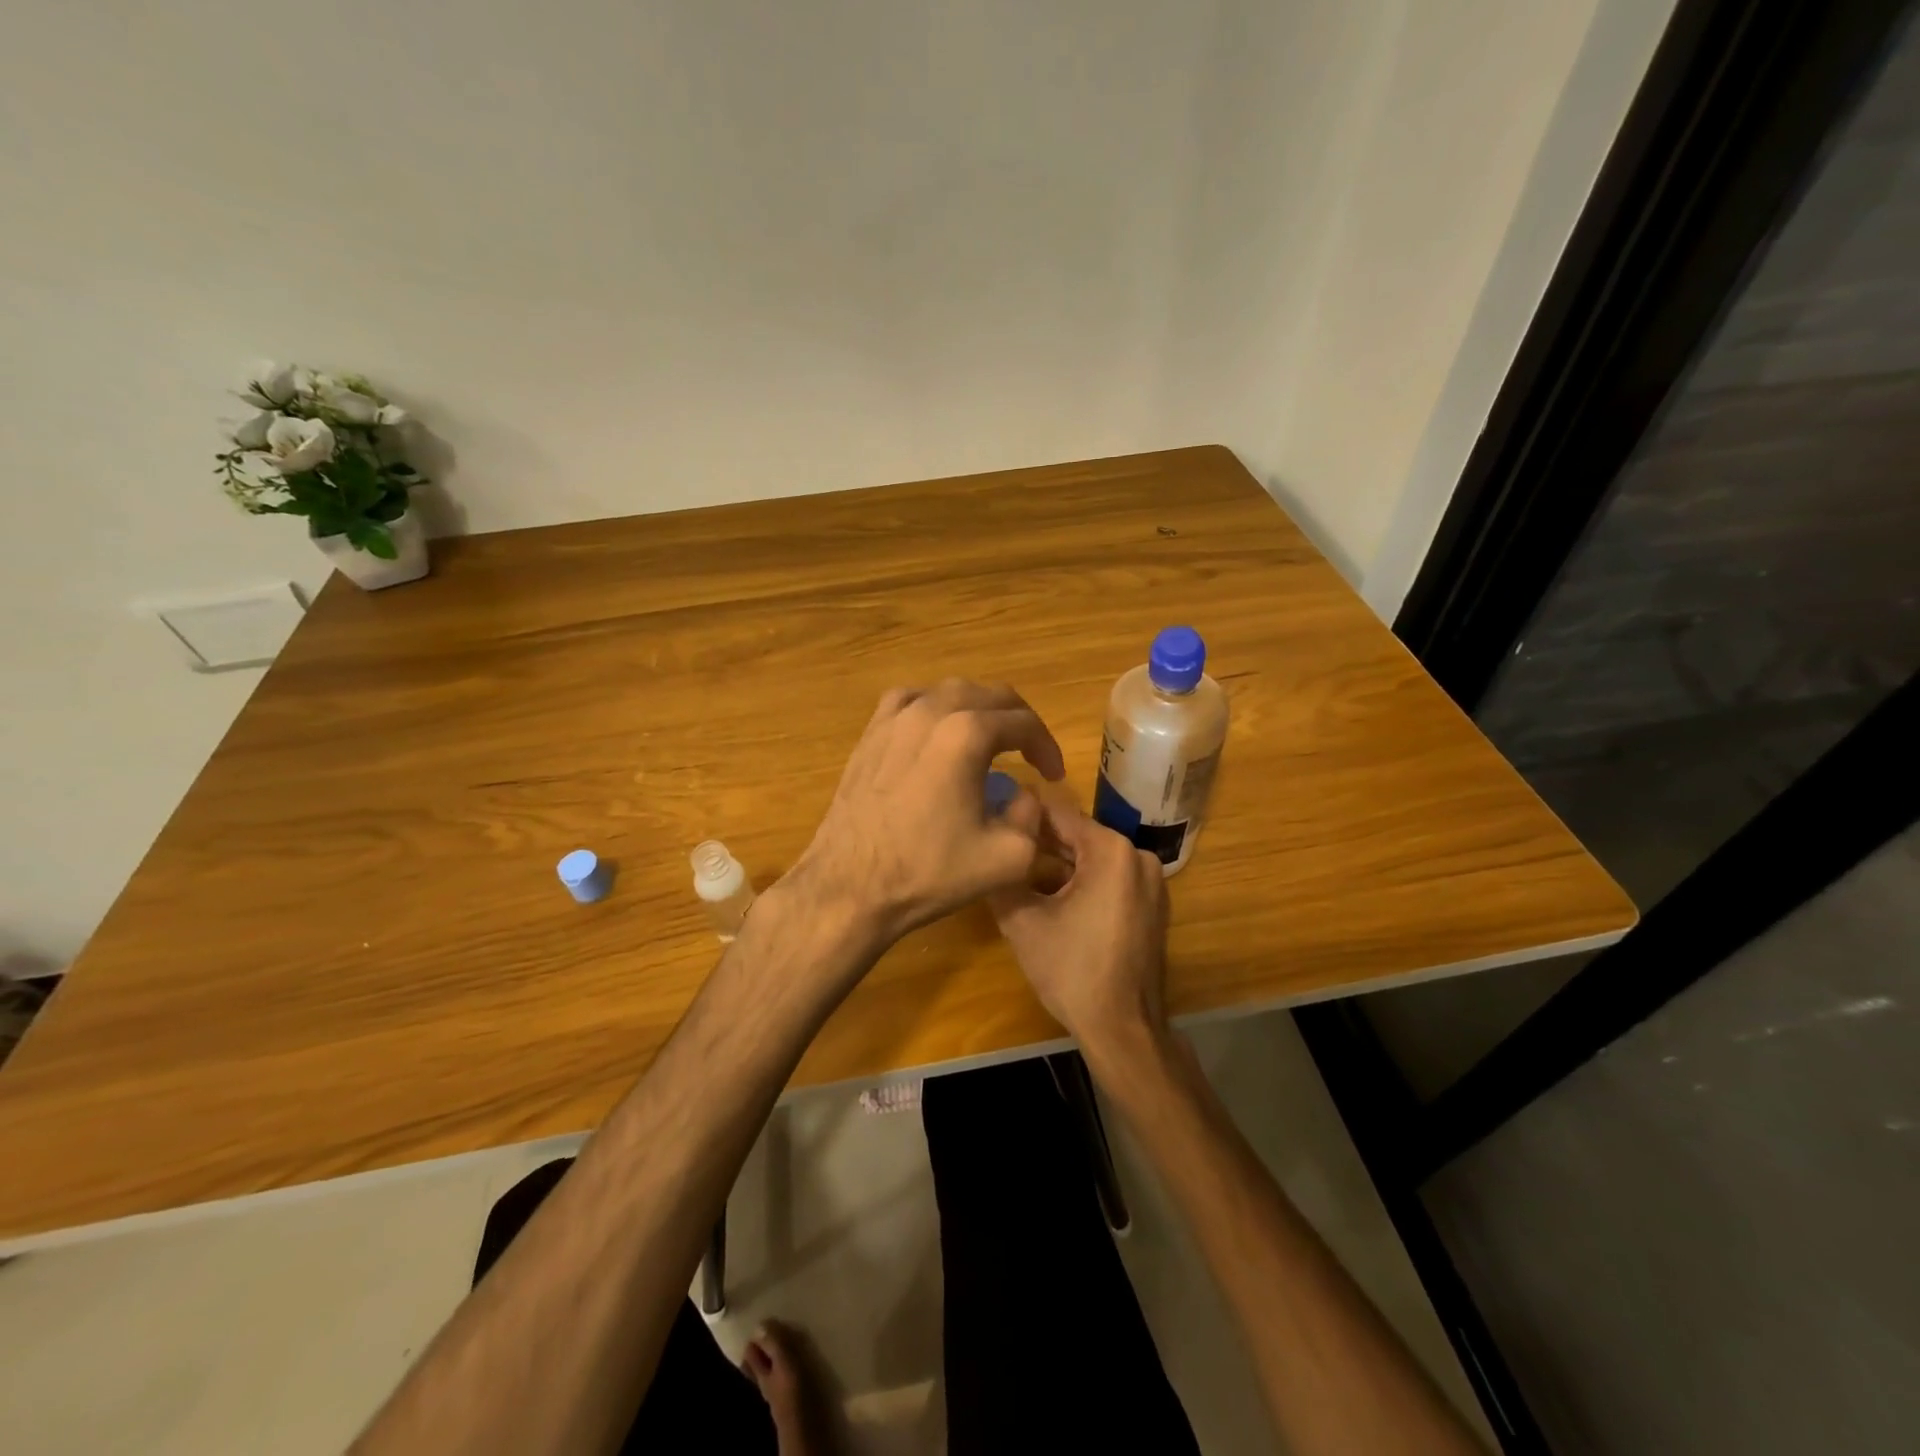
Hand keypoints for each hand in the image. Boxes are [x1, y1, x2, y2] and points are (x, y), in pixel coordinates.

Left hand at [789, 679, 1065, 951]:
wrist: (850, 887)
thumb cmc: (929, 872)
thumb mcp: (1008, 857)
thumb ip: (1033, 816)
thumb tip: (1024, 794)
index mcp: (967, 734)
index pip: (1024, 724)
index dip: (1047, 747)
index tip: (1054, 775)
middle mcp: (930, 711)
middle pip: (989, 696)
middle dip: (1018, 722)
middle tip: (1030, 755)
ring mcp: (894, 718)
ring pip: (949, 692)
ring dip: (979, 710)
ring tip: (990, 739)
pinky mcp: (870, 733)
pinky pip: (910, 701)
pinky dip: (935, 708)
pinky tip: (937, 732)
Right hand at [989, 795, 1171, 1061]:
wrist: (1122, 1028)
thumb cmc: (1071, 970)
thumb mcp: (1022, 921)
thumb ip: (1003, 876)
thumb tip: (990, 849)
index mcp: (1111, 851)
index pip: (1059, 814)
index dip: (1023, 814)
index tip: (994, 818)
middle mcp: (1138, 856)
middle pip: (1078, 835)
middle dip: (1040, 842)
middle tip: (1002, 847)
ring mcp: (1151, 882)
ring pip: (1093, 858)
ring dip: (1059, 863)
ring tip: (1019, 871)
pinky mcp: (1153, 905)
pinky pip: (1111, 878)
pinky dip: (1082, 881)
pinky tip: (1051, 896)